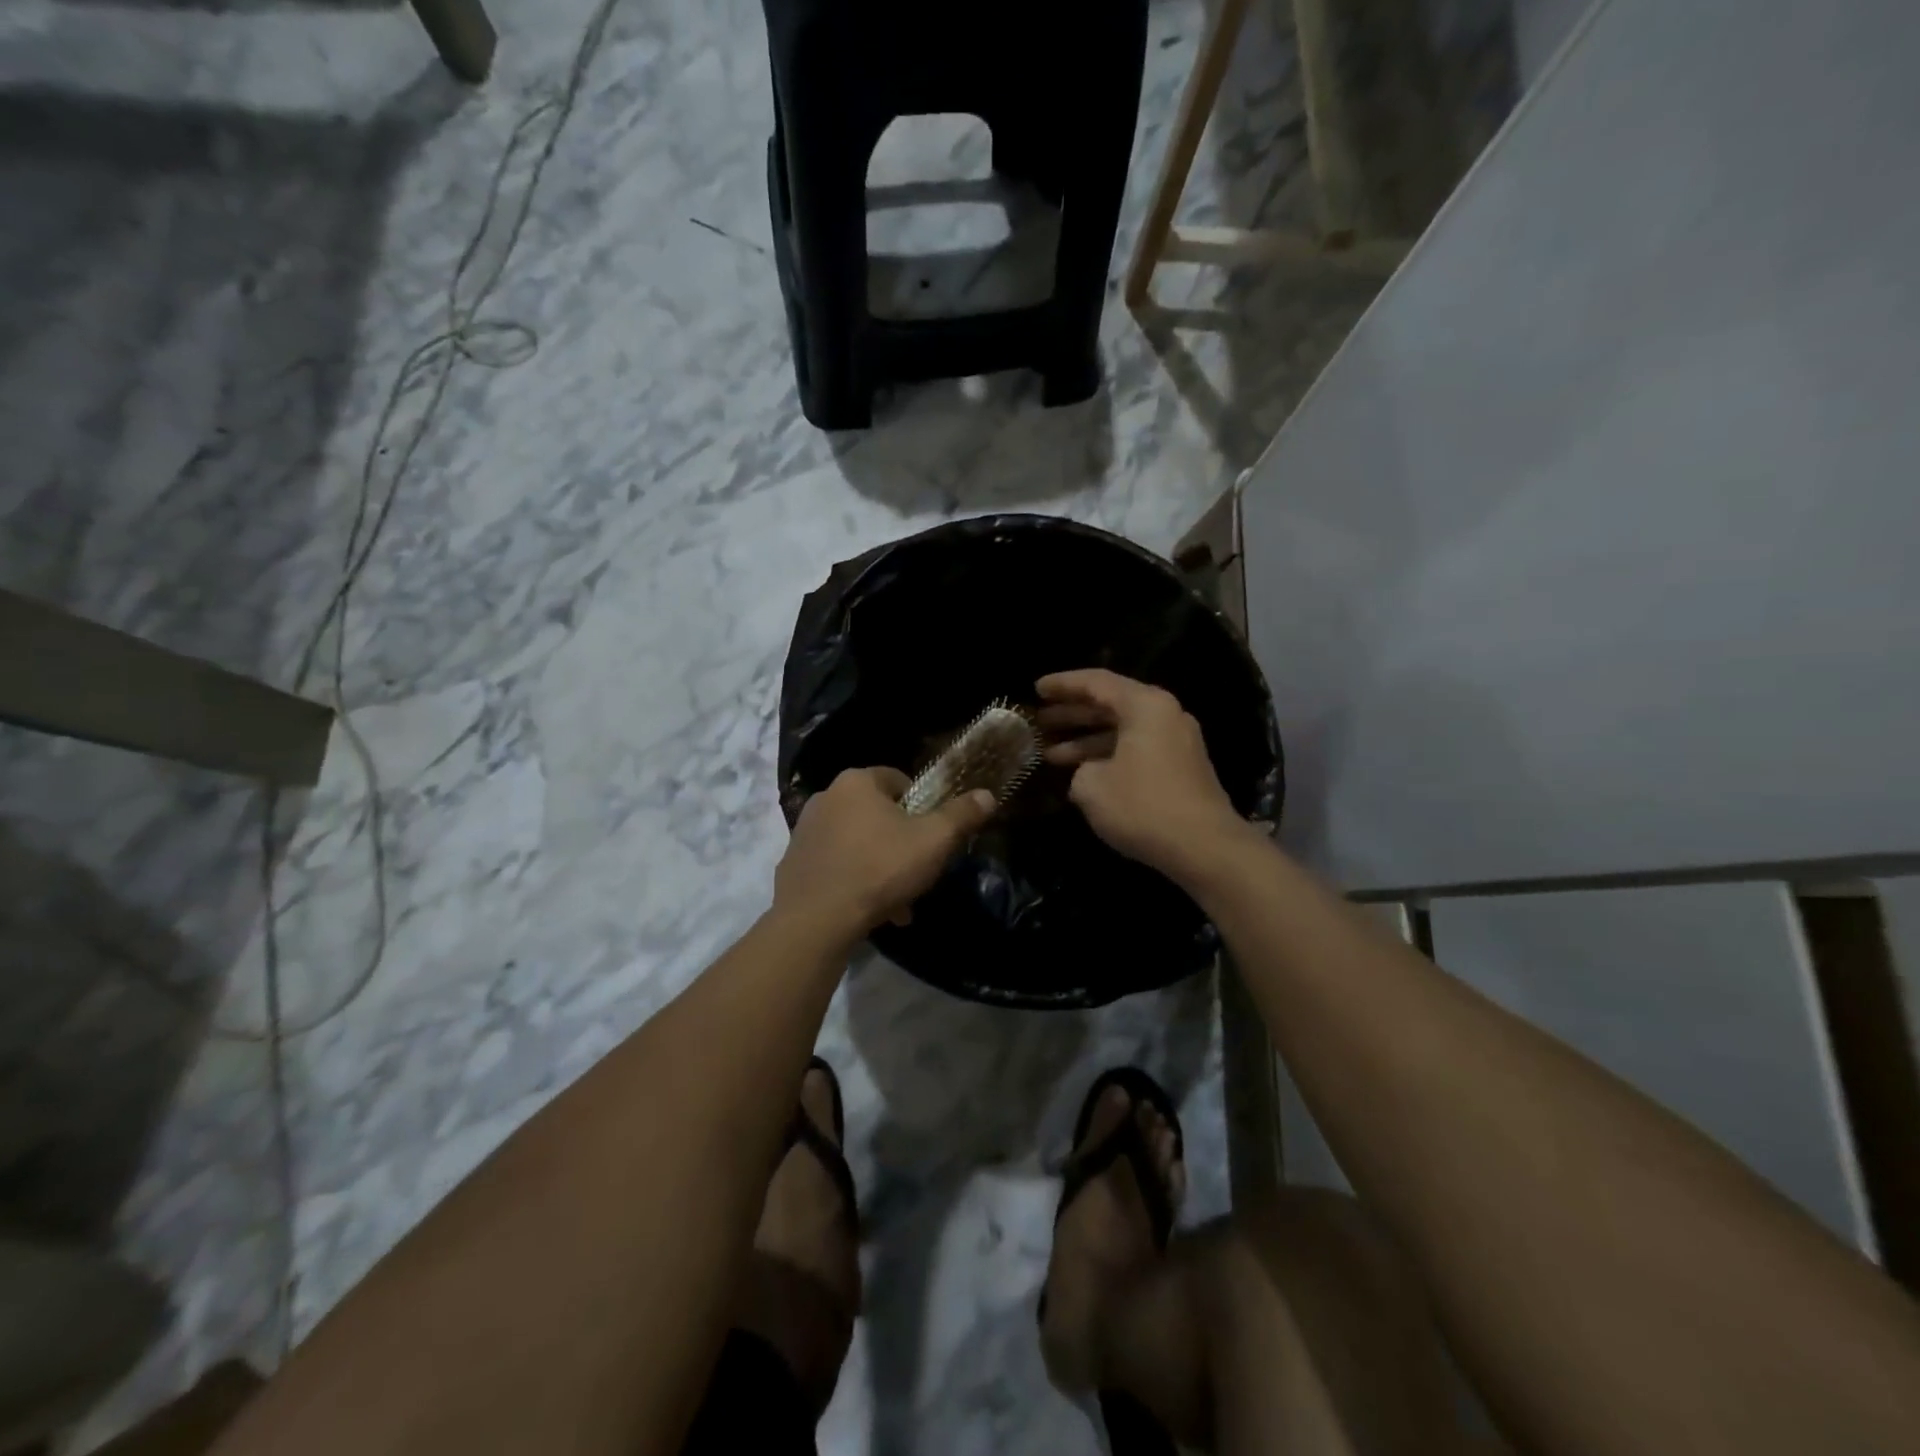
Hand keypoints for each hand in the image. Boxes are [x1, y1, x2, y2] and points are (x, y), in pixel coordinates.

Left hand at [773, 768, 995, 940]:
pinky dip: (853, 880)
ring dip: (879, 865)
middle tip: (918, 871)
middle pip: (877, 813)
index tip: (932, 835)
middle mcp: (826, 797)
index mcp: (857, 782)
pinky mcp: (793, 863)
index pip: (899, 780)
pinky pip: (835, 864)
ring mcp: (805, 830)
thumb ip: (962, 815)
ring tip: (897, 901)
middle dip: (900, 841)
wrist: (816, 919)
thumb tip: (987, 795)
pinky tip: (868, 909)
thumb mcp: (934, 841)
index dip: (922, 806)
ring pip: (857, 842)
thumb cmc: (880, 868)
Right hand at [1037, 669, 1256, 888]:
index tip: (1036, 689)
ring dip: (1087, 740)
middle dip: (1072, 713)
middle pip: (1111, 704)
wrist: (1204, 847)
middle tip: (1039, 721)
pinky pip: (1136, 750)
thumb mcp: (1091, 786)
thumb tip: (1088, 772)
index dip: (1062, 685)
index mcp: (1145, 705)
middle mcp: (1165, 714)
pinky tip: (1082, 774)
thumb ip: (1080, 769)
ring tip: (1050, 754)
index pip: (1096, 682)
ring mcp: (1176, 742)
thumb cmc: (1143, 806)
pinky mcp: (1180, 768)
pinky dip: (1108, 755)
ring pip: (1122, 731)